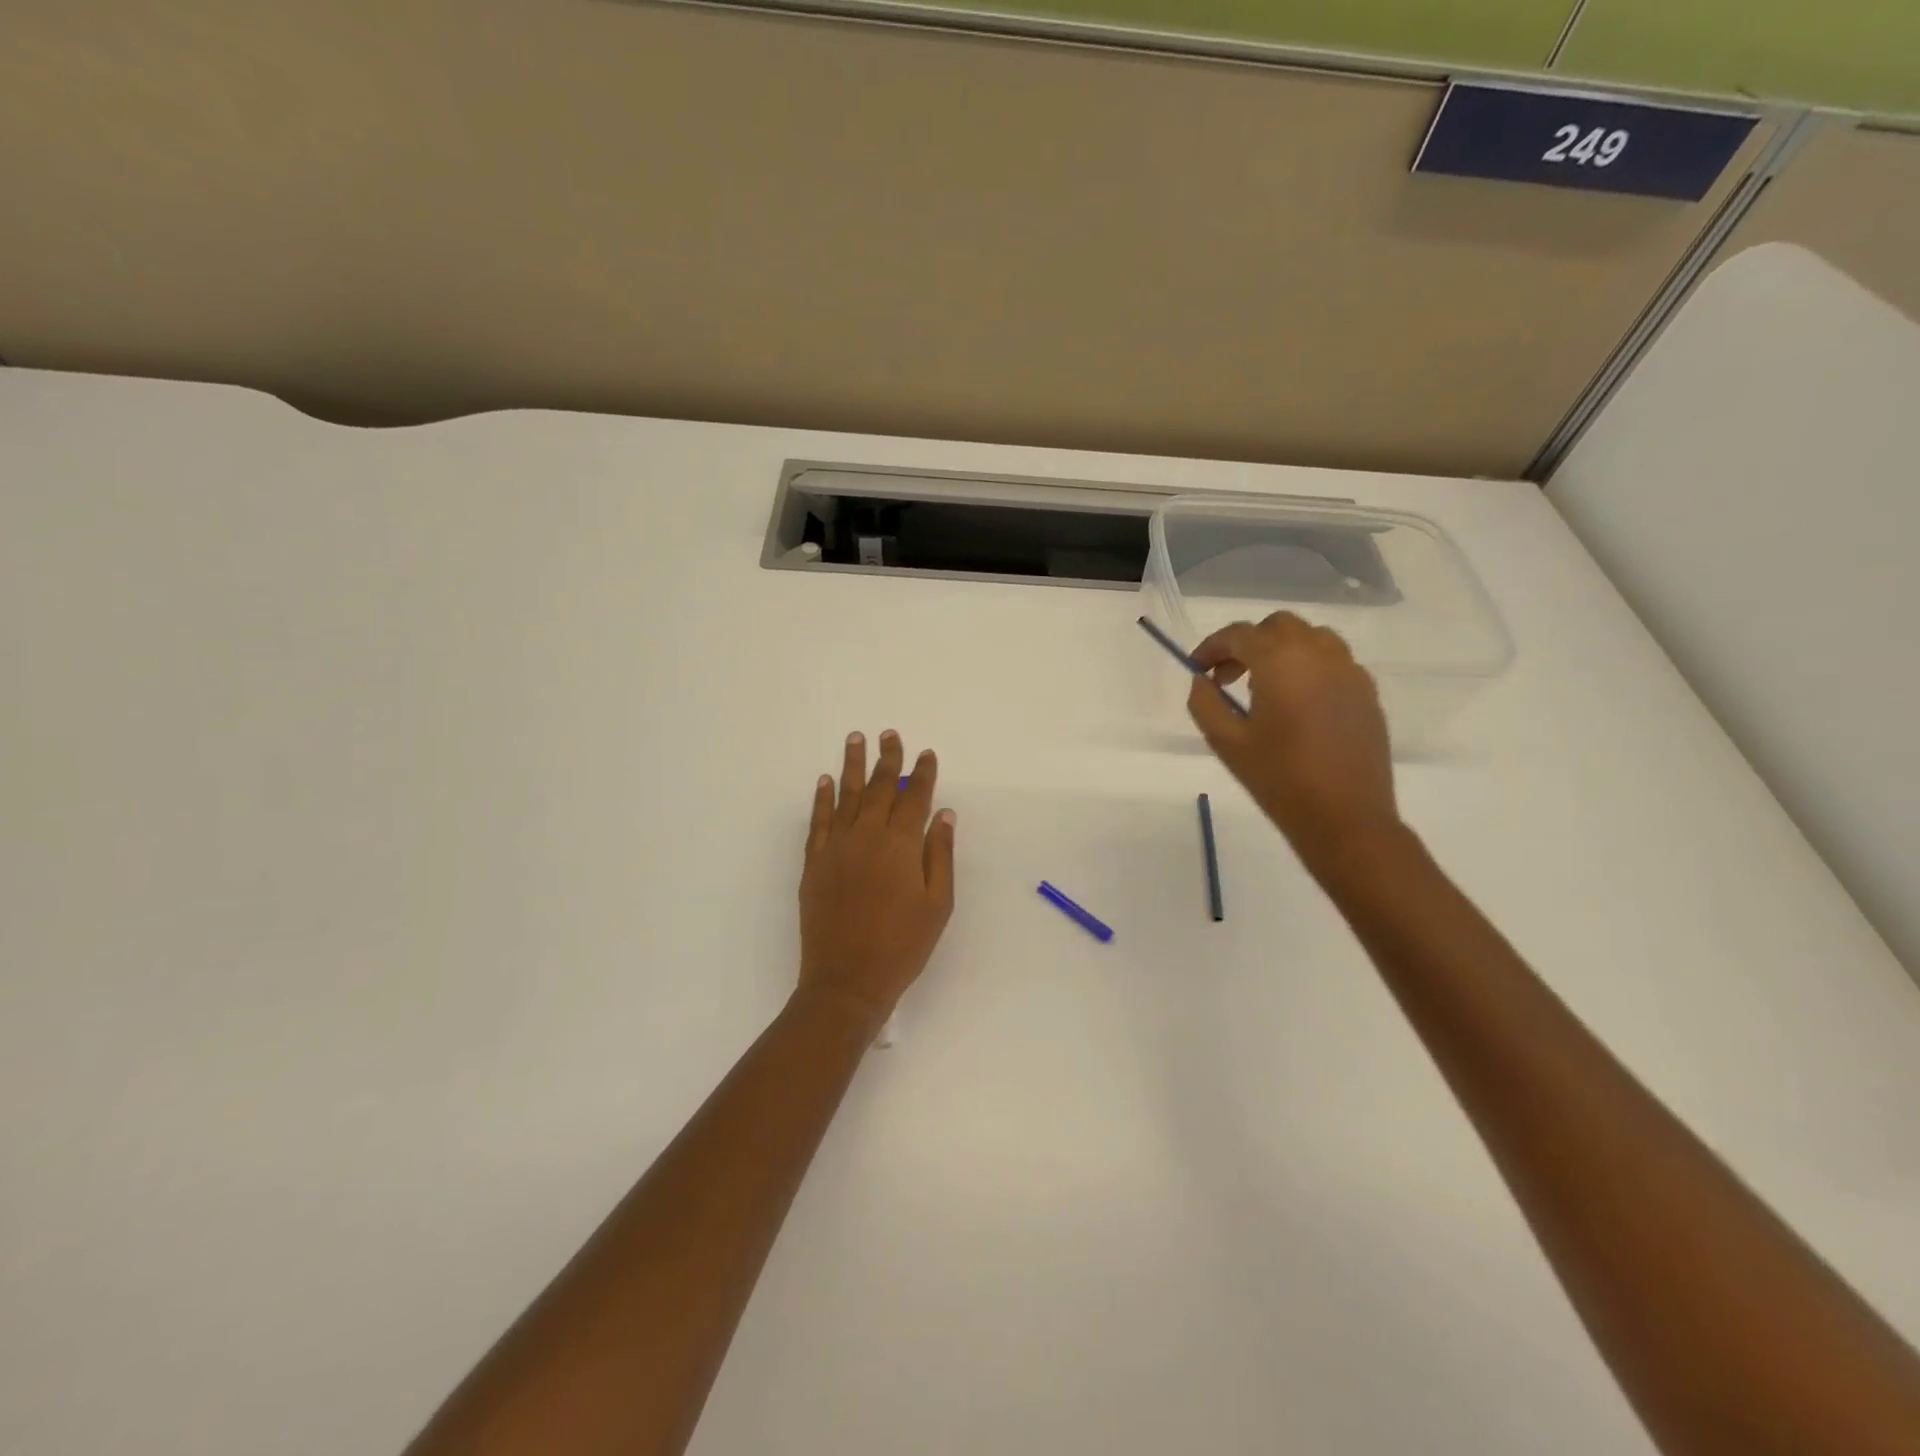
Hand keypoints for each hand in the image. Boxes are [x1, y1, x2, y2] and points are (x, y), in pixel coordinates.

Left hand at [797, 730, 956, 1031]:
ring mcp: (836, 847)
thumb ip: (940, 854)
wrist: (847, 979)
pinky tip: (825, 781)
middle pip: (878, 788)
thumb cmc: (903, 945)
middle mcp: (867, 836)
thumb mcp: (938, 904)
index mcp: (900, 845)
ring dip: (851, 765)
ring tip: (855, 738)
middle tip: (889, 733)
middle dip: (887, 759)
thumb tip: (943, 813)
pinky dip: (822, 798)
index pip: (914, 798)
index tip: (927, 754)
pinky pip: (818, 821)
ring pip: (845, 796)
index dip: (922, 774)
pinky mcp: (814, 863)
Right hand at [1187, 612, 1400, 876]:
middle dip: (1248, 643)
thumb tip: (1202, 680)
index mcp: (1281, 662)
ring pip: (1311, 637)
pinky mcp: (1367, 692)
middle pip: (1277, 626)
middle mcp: (1319, 654)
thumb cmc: (1279, 779)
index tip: (1197, 669)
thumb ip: (1205, 703)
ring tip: (1264, 686)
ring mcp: (1350, 671)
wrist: (1345, 818)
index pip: (1239, 635)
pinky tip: (1297, 703)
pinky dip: (1309, 666)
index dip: (1211, 647)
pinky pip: (1334, 661)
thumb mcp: (1226, 742)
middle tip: (1227, 677)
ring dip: (1281, 650)